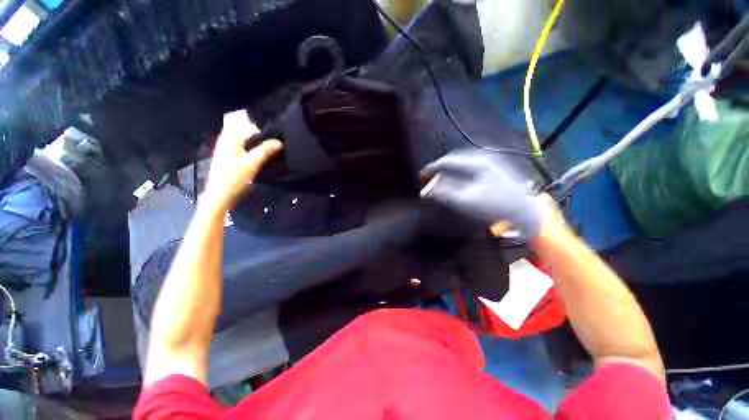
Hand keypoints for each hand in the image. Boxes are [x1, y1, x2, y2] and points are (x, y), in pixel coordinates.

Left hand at [203, 110, 282, 210]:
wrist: (219, 194)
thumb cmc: (235, 178)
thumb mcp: (253, 164)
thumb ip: (265, 151)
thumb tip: (279, 142)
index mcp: (230, 139)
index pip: (248, 125)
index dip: (262, 129)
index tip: (273, 137)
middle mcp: (225, 139)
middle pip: (237, 124)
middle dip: (252, 127)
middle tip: (267, 137)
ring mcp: (223, 146)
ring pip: (236, 133)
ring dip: (249, 135)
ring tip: (264, 144)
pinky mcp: (225, 154)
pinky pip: (236, 141)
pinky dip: (245, 142)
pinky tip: (254, 152)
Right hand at [421, 149, 544, 237]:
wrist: (525, 211)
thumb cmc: (494, 206)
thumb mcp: (465, 201)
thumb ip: (443, 193)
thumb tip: (426, 190)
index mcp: (476, 162)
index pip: (447, 161)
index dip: (432, 168)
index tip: (421, 176)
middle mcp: (484, 156)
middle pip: (455, 159)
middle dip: (440, 168)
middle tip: (430, 177)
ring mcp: (492, 161)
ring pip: (464, 162)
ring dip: (450, 169)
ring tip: (441, 178)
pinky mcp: (497, 167)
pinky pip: (472, 165)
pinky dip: (460, 171)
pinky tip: (458, 178)